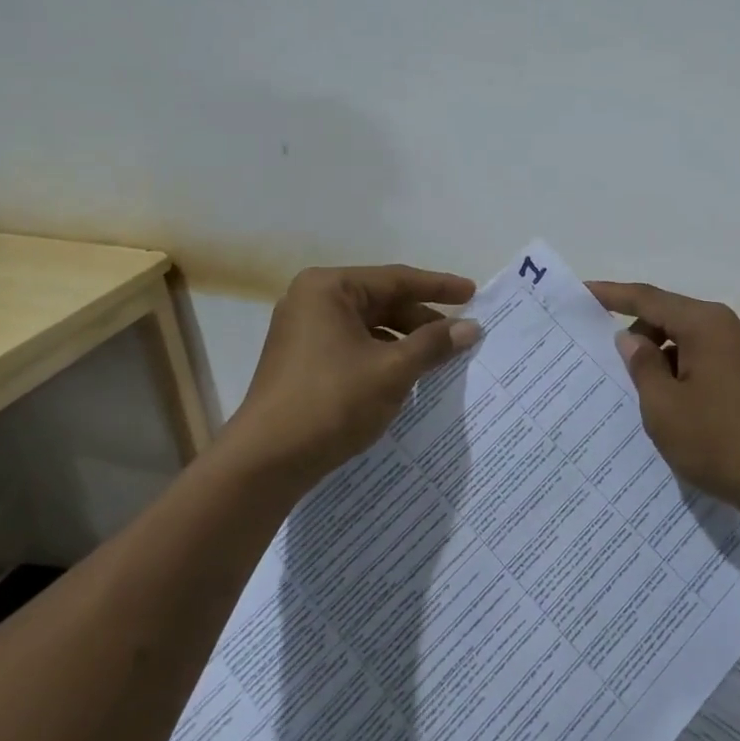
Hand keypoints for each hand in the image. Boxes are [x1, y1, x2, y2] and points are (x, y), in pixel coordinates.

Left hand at [231, 264, 480, 490]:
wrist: (266, 461)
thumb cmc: (331, 402)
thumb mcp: (392, 370)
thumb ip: (433, 344)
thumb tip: (471, 327)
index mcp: (329, 288)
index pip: (396, 279)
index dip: (439, 287)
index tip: (473, 293)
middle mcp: (312, 301)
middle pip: (381, 300)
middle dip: (422, 319)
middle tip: (461, 333)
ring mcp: (303, 331)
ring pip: (368, 326)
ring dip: (405, 340)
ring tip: (439, 358)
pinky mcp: (302, 361)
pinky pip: (353, 346)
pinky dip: (383, 356)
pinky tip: (407, 376)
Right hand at [589, 280, 739, 516]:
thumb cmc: (720, 443)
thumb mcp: (664, 408)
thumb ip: (642, 366)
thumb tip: (632, 339)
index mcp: (705, 324)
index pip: (647, 298)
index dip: (611, 294)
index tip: (582, 292)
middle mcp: (728, 326)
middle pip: (669, 317)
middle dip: (638, 337)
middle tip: (610, 368)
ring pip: (688, 340)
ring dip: (662, 360)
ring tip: (643, 398)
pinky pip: (706, 359)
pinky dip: (683, 372)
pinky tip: (675, 407)